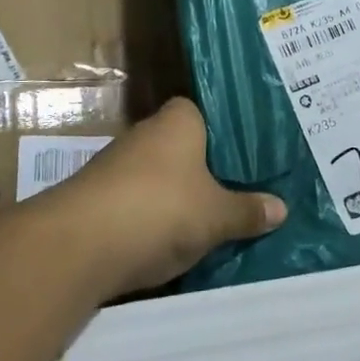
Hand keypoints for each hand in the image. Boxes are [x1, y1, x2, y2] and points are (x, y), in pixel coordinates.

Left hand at [46, 98, 285, 295]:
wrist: (78, 246)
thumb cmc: (159, 210)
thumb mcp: (216, 216)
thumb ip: (247, 210)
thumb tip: (281, 207)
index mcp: (178, 120)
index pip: (208, 115)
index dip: (229, 136)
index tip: (252, 159)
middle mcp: (146, 133)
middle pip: (185, 149)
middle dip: (207, 172)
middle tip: (243, 193)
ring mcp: (117, 166)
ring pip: (162, 179)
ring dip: (179, 199)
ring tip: (214, 223)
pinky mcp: (98, 199)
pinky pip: (139, 205)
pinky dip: (154, 220)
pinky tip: (173, 243)